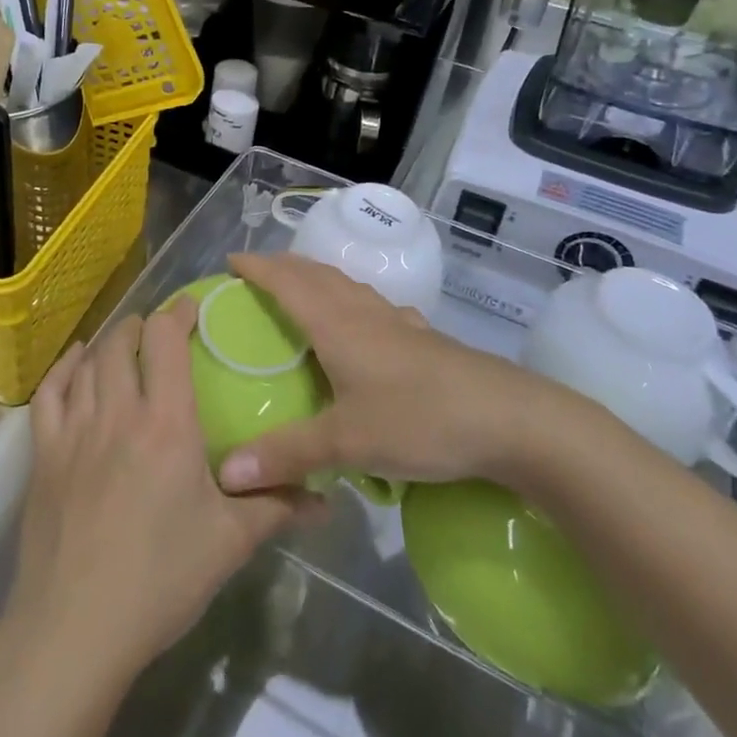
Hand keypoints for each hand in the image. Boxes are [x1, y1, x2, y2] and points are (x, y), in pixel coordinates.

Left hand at [2, 296, 317, 688]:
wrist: (74, 629)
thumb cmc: (160, 579)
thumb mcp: (229, 543)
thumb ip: (277, 509)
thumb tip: (328, 499)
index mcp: (165, 423)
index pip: (166, 342)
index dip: (178, 314)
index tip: (192, 307)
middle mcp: (117, 412)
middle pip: (123, 344)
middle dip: (142, 326)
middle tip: (159, 330)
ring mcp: (74, 432)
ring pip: (89, 363)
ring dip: (108, 342)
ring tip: (124, 340)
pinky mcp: (43, 456)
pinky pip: (49, 394)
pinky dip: (64, 369)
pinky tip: (75, 364)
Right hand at [217, 252, 577, 495]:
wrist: (510, 420)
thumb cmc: (421, 419)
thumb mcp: (348, 442)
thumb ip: (287, 455)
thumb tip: (226, 475)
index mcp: (338, 325)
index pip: (287, 282)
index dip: (258, 268)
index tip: (230, 261)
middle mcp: (366, 314)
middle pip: (318, 275)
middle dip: (284, 267)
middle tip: (257, 272)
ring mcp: (399, 324)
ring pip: (349, 287)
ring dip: (319, 279)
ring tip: (302, 289)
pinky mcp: (424, 340)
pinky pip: (377, 308)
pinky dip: (355, 302)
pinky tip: (367, 323)